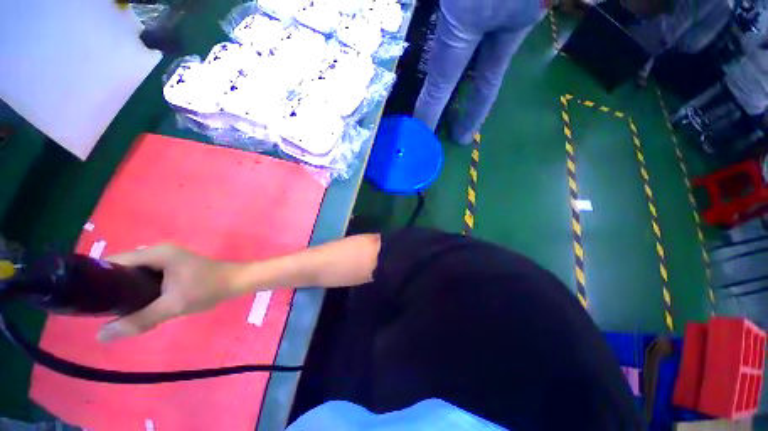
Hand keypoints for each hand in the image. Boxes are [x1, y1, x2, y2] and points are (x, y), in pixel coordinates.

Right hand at [98, 244, 239, 341]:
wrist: (237, 282)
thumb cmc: (207, 289)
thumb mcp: (172, 306)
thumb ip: (138, 320)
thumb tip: (100, 336)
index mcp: (156, 253)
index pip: (114, 261)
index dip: (96, 278)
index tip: (83, 298)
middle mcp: (159, 252)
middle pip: (123, 268)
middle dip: (109, 287)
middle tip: (97, 310)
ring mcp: (167, 259)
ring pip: (135, 274)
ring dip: (125, 289)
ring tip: (111, 310)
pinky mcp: (174, 267)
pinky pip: (147, 277)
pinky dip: (139, 289)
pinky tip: (135, 304)